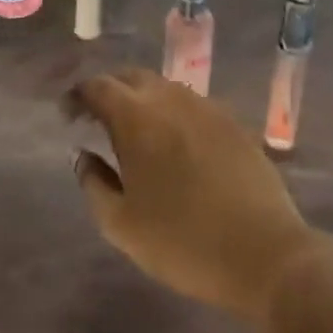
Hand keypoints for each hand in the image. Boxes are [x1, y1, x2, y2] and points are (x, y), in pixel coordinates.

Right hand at [70, 69, 325, 322]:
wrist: (264, 255)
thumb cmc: (182, 242)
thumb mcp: (120, 224)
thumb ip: (93, 183)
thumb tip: (83, 155)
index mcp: (136, 118)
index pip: (97, 86)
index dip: (77, 96)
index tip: (68, 116)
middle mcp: (171, 100)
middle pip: (131, 77)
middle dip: (109, 91)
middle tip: (97, 118)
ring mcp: (207, 108)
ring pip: (165, 88)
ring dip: (142, 100)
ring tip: (134, 131)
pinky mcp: (234, 124)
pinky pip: (192, 106)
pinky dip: (172, 113)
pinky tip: (174, 143)